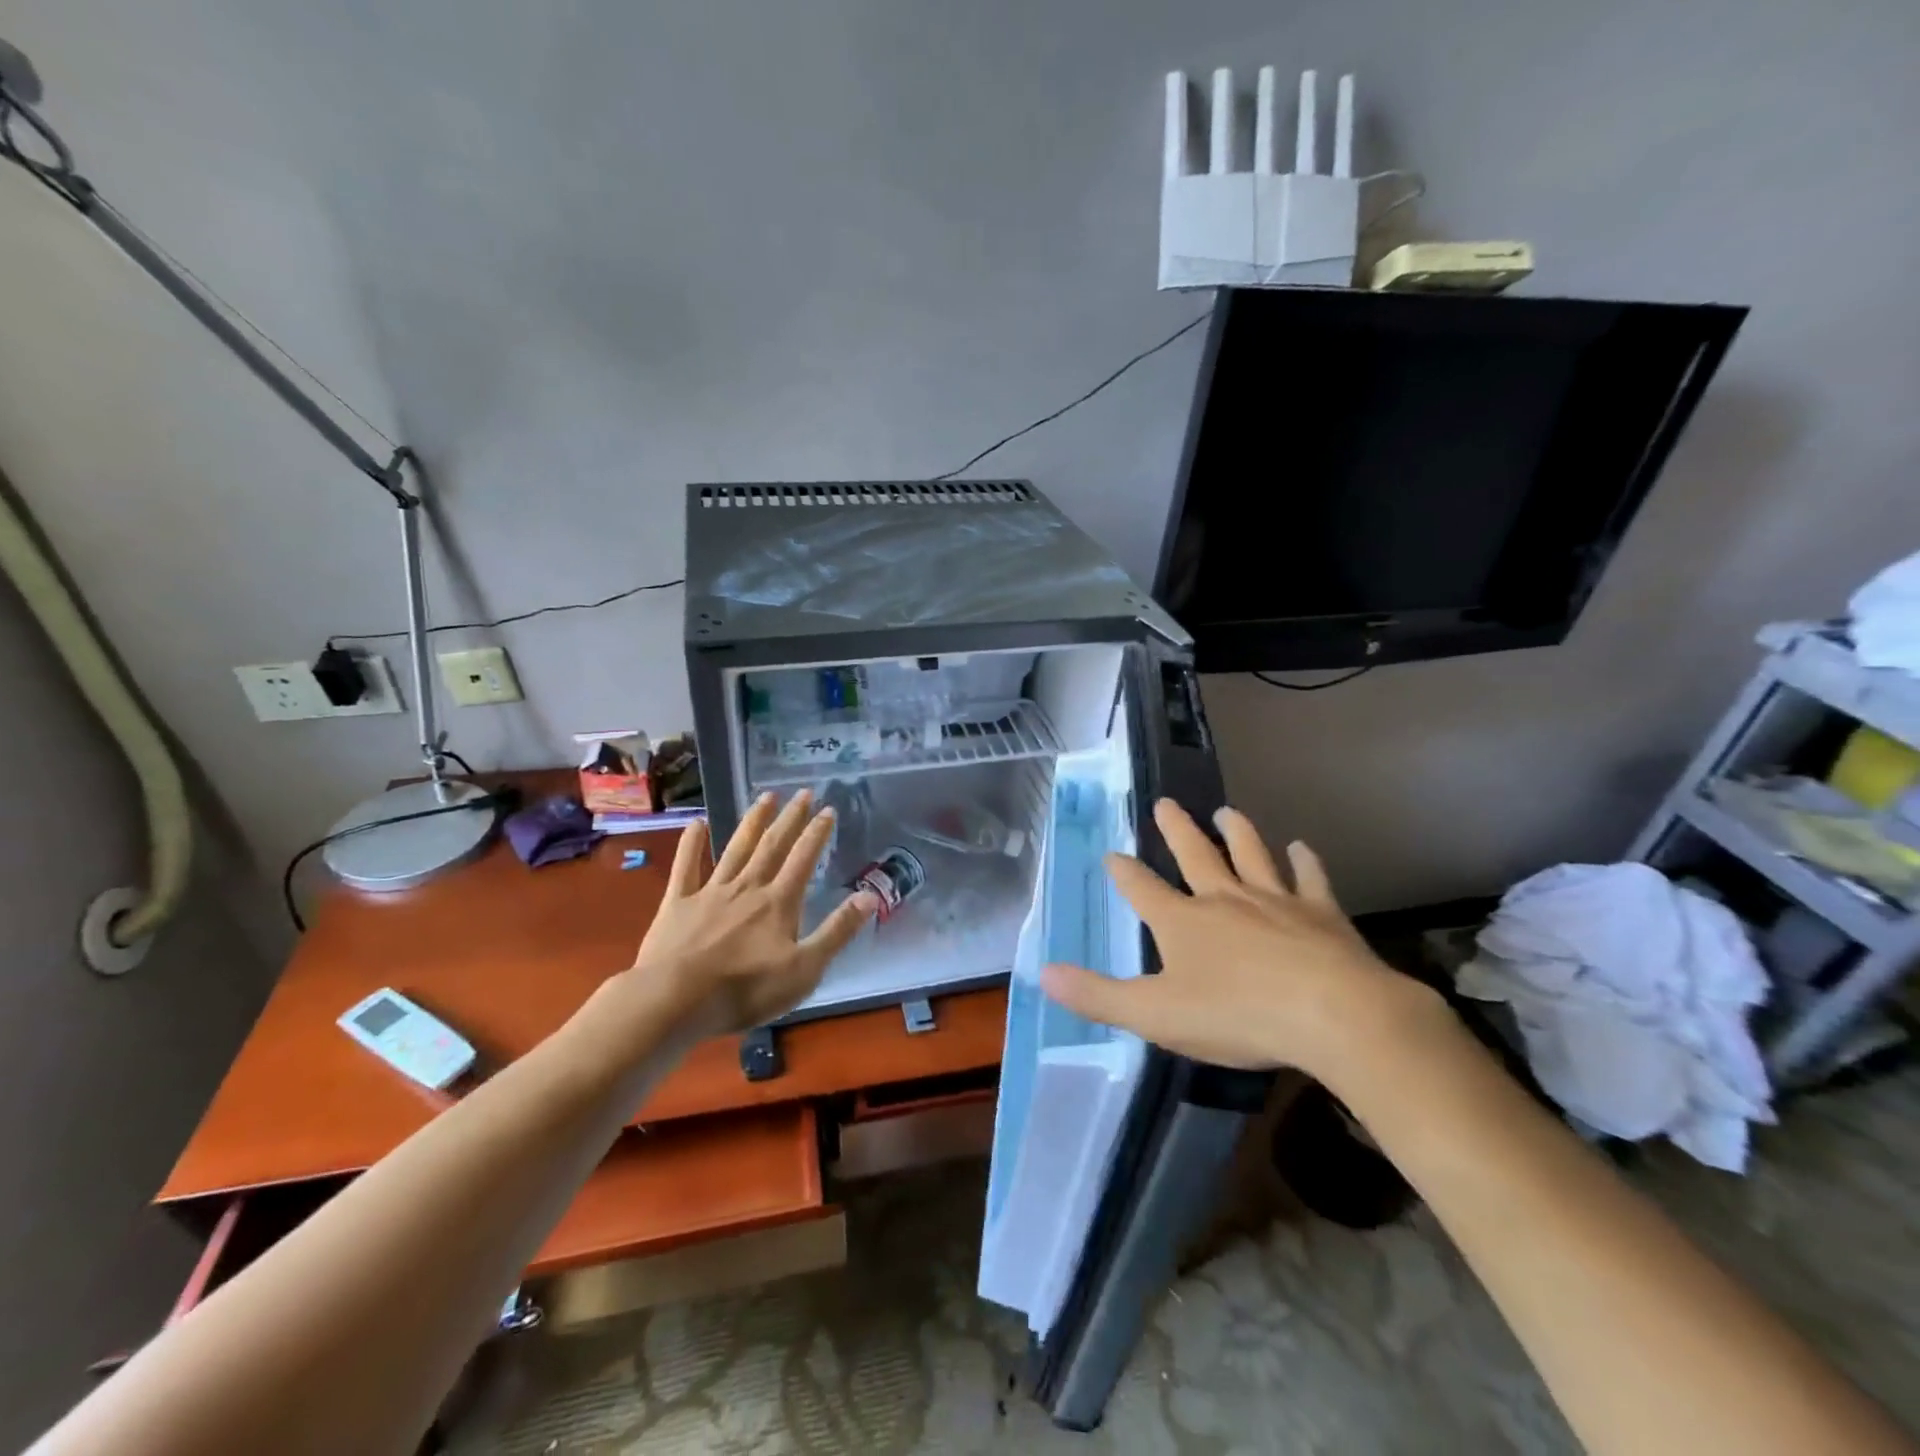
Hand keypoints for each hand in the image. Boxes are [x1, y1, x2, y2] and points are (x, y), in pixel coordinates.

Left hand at [623, 790, 878, 1038]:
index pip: (803, 859)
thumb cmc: (745, 990)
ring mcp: (710, 892)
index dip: (817, 833)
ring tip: (766, 796)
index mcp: (778, 903)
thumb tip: (870, 896)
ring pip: (736, 848)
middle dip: (790, 818)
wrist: (675, 1000)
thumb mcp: (805, 969)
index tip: (828, 809)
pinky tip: (697, 823)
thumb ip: (837, 931)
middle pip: (772, 846)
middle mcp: (747, 887)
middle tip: (803, 793)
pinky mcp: (677, 903)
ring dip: (753, 821)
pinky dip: (692, 844)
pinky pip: (686, 867)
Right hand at [1041, 799, 1443, 1079]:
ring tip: (1226, 811)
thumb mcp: (1154, 1014)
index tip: (1112, 854)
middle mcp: (1224, 899)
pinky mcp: (1320, 914)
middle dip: (1176, 830)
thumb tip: (1043, 973)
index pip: (1142, 888)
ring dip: (1237, 832)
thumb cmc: (1236, 1016)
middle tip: (1165, 803)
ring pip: (1251, 855)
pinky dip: (1304, 861)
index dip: (1124, 872)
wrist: (1332, 1015)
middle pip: (1195, 855)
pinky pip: (1309, 879)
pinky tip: (1301, 847)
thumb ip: (1097, 995)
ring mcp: (1275, 901)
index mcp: (1182, 922)